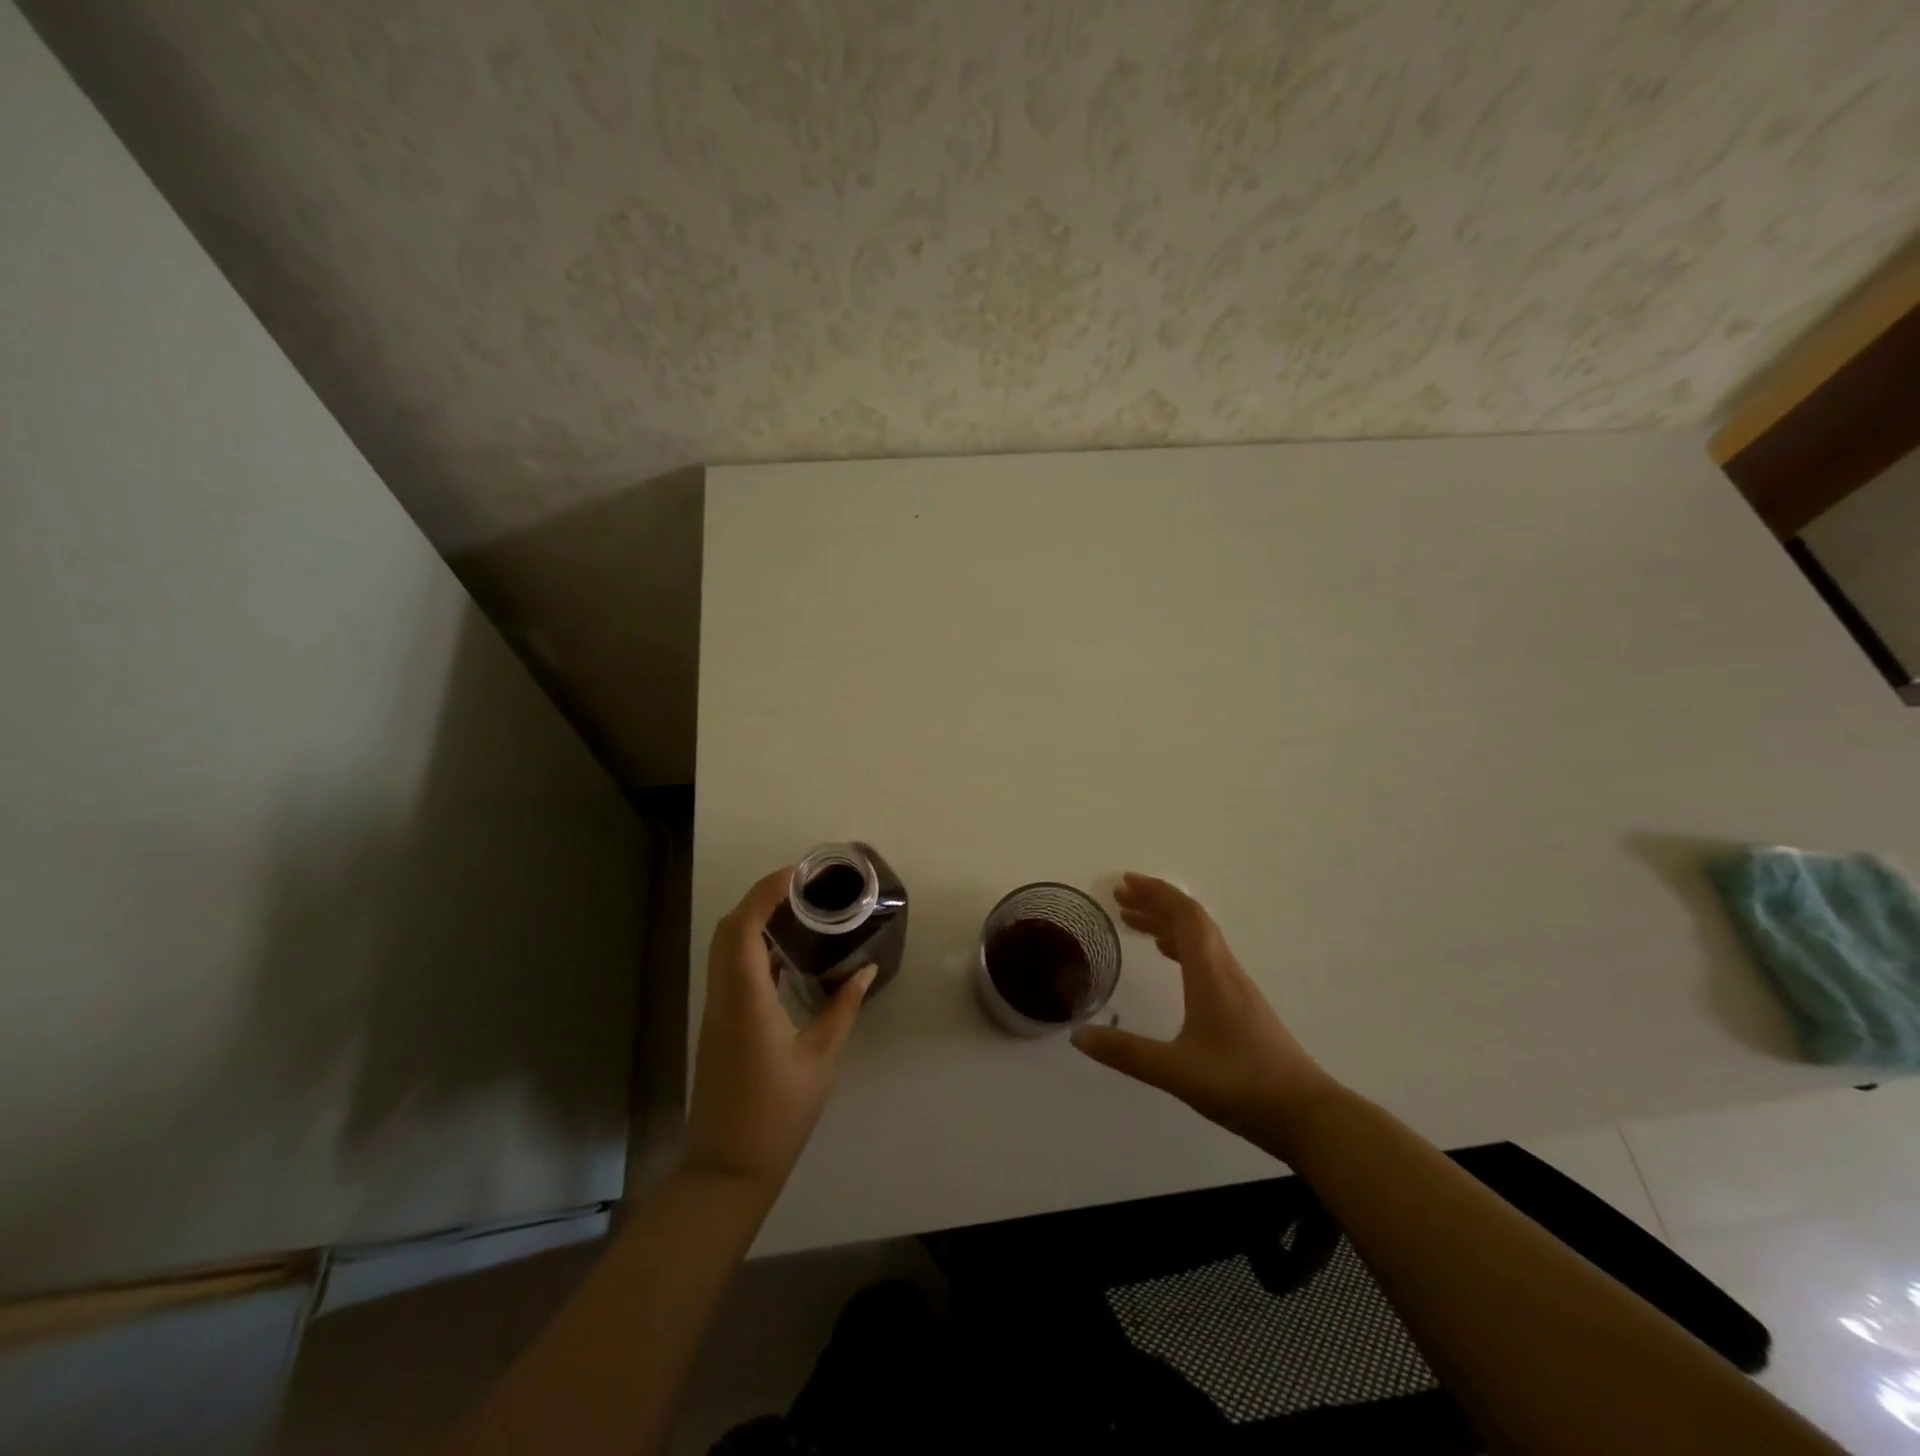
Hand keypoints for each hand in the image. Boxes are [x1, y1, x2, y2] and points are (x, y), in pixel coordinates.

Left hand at [684, 867, 875, 1192]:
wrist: (728, 1168)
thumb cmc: (778, 1113)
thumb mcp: (820, 1058)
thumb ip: (843, 1008)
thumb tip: (865, 970)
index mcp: (747, 999)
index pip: (745, 928)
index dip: (766, 892)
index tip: (797, 874)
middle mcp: (723, 997)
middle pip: (728, 930)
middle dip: (760, 898)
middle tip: (801, 888)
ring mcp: (715, 1011)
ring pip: (724, 949)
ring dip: (753, 921)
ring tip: (796, 912)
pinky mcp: (718, 1024)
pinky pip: (729, 970)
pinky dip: (751, 949)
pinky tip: (784, 955)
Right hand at [1071, 873, 1335, 1146]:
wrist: (1307, 1114)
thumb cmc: (1241, 1086)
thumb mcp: (1176, 1071)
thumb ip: (1126, 1053)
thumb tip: (1077, 1036)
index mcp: (1210, 974)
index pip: (1185, 915)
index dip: (1155, 893)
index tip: (1125, 883)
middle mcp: (1225, 970)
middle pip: (1191, 920)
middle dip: (1155, 903)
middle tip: (1120, 898)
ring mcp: (1237, 987)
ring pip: (1200, 938)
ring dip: (1166, 923)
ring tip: (1133, 923)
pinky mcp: (1242, 1005)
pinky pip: (1206, 957)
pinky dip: (1180, 946)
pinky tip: (1168, 958)